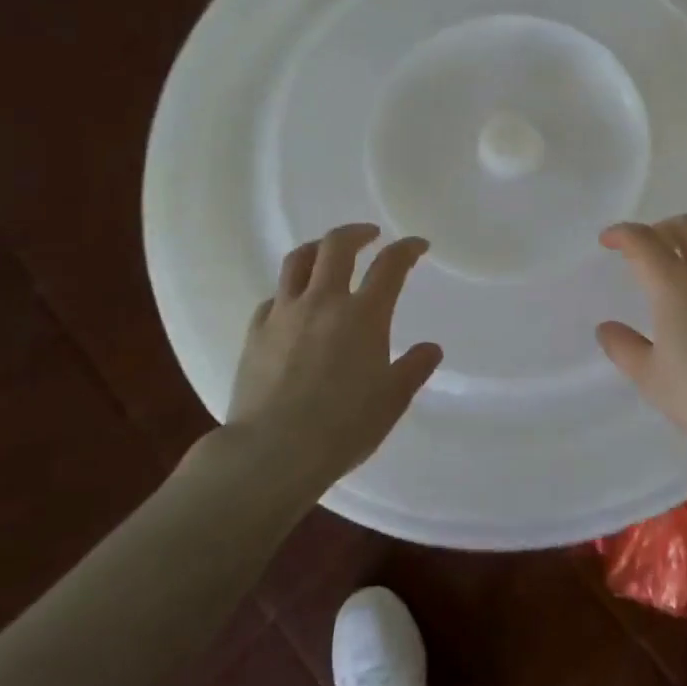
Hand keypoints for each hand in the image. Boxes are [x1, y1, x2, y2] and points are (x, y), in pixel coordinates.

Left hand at [224, 223, 442, 490]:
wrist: (272, 452)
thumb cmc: (343, 427)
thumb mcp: (391, 401)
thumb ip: (413, 369)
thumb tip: (430, 349)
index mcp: (364, 315)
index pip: (390, 265)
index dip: (407, 249)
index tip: (417, 246)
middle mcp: (324, 302)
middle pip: (337, 246)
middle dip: (357, 233)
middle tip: (370, 236)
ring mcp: (284, 314)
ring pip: (297, 261)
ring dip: (317, 249)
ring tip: (327, 253)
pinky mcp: (255, 333)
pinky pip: (273, 298)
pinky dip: (289, 292)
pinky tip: (293, 305)